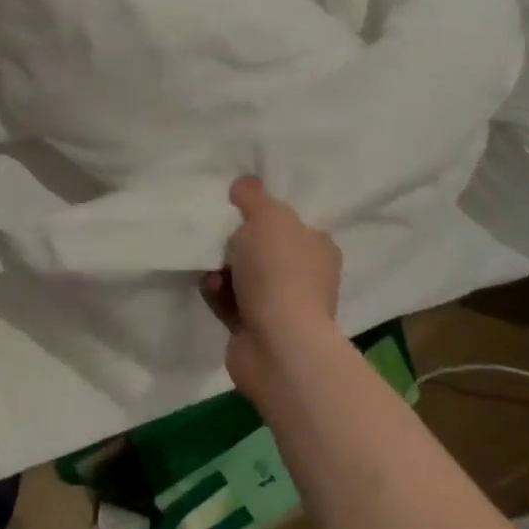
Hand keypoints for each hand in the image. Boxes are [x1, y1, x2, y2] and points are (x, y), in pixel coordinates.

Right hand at [201, 177, 341, 401]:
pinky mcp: (258, 330)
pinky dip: (218, 294)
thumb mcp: (267, 217)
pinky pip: (231, 302)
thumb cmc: (280, 271)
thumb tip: (243, 183)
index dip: (266, 215)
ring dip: (222, 269)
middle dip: (237, 243)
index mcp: (317, 247)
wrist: (278, 345)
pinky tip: (210, 289)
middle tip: (219, 236)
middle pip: (264, 249)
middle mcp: (306, 276)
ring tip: (211, 268)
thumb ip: (253, 196)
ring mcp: (283, 307)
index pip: (293, 223)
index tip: (239, 209)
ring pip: (244, 276)